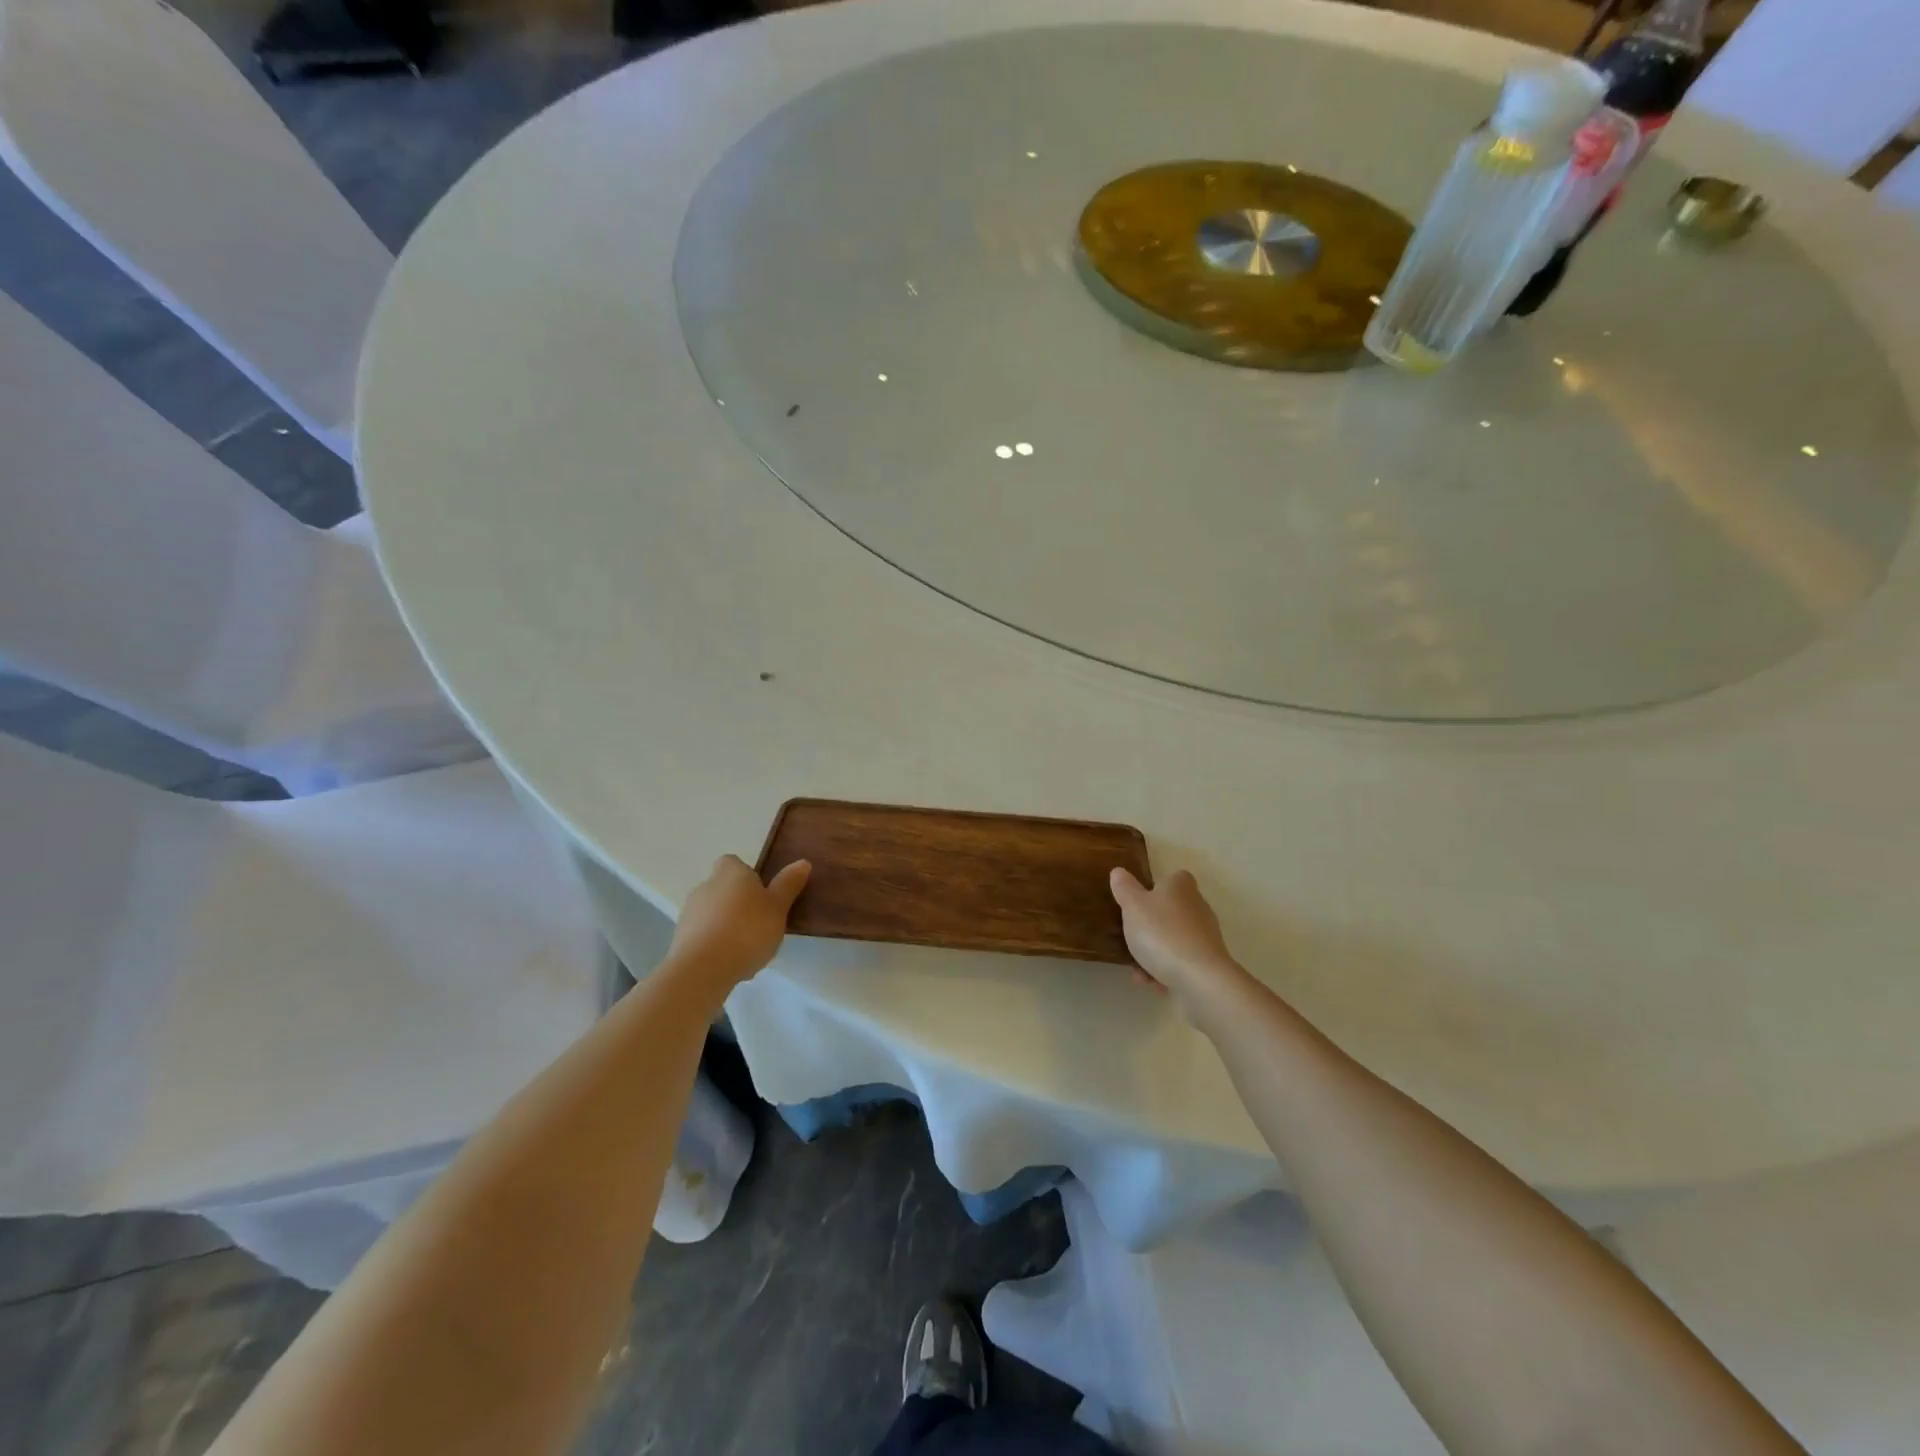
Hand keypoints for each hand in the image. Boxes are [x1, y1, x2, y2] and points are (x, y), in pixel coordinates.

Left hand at [667, 855, 810, 990]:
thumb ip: (788, 885)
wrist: (702, 969)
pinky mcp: (680, 939)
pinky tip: (731, 962)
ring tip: (747, 947)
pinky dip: (716, 944)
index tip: (762, 892)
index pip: (733, 862)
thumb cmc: (747, 930)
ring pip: (713, 912)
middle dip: (738, 902)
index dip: (747, 875)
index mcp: (730, 873)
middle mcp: (706, 886)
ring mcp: (689, 913)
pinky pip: (703, 935)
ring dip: (726, 924)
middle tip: (760, 922)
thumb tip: (802, 862)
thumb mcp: (777, 908)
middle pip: (723, 888)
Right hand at [1110, 867, 1247, 1011]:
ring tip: (1138, 971)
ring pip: (1173, 940)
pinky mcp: (1209, 962)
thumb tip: (1119, 871)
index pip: (1172, 878)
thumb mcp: (1133, 906)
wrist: (1199, 979)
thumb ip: (1124, 888)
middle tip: (1130, 939)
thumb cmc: (1162, 934)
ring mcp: (1205, 936)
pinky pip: (1181, 962)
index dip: (1155, 888)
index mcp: (1181, 887)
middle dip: (1149, 927)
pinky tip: (1153, 983)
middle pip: (1170, 911)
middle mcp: (1197, 907)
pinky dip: (1166, 971)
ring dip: (1154, 954)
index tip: (1138, 902)